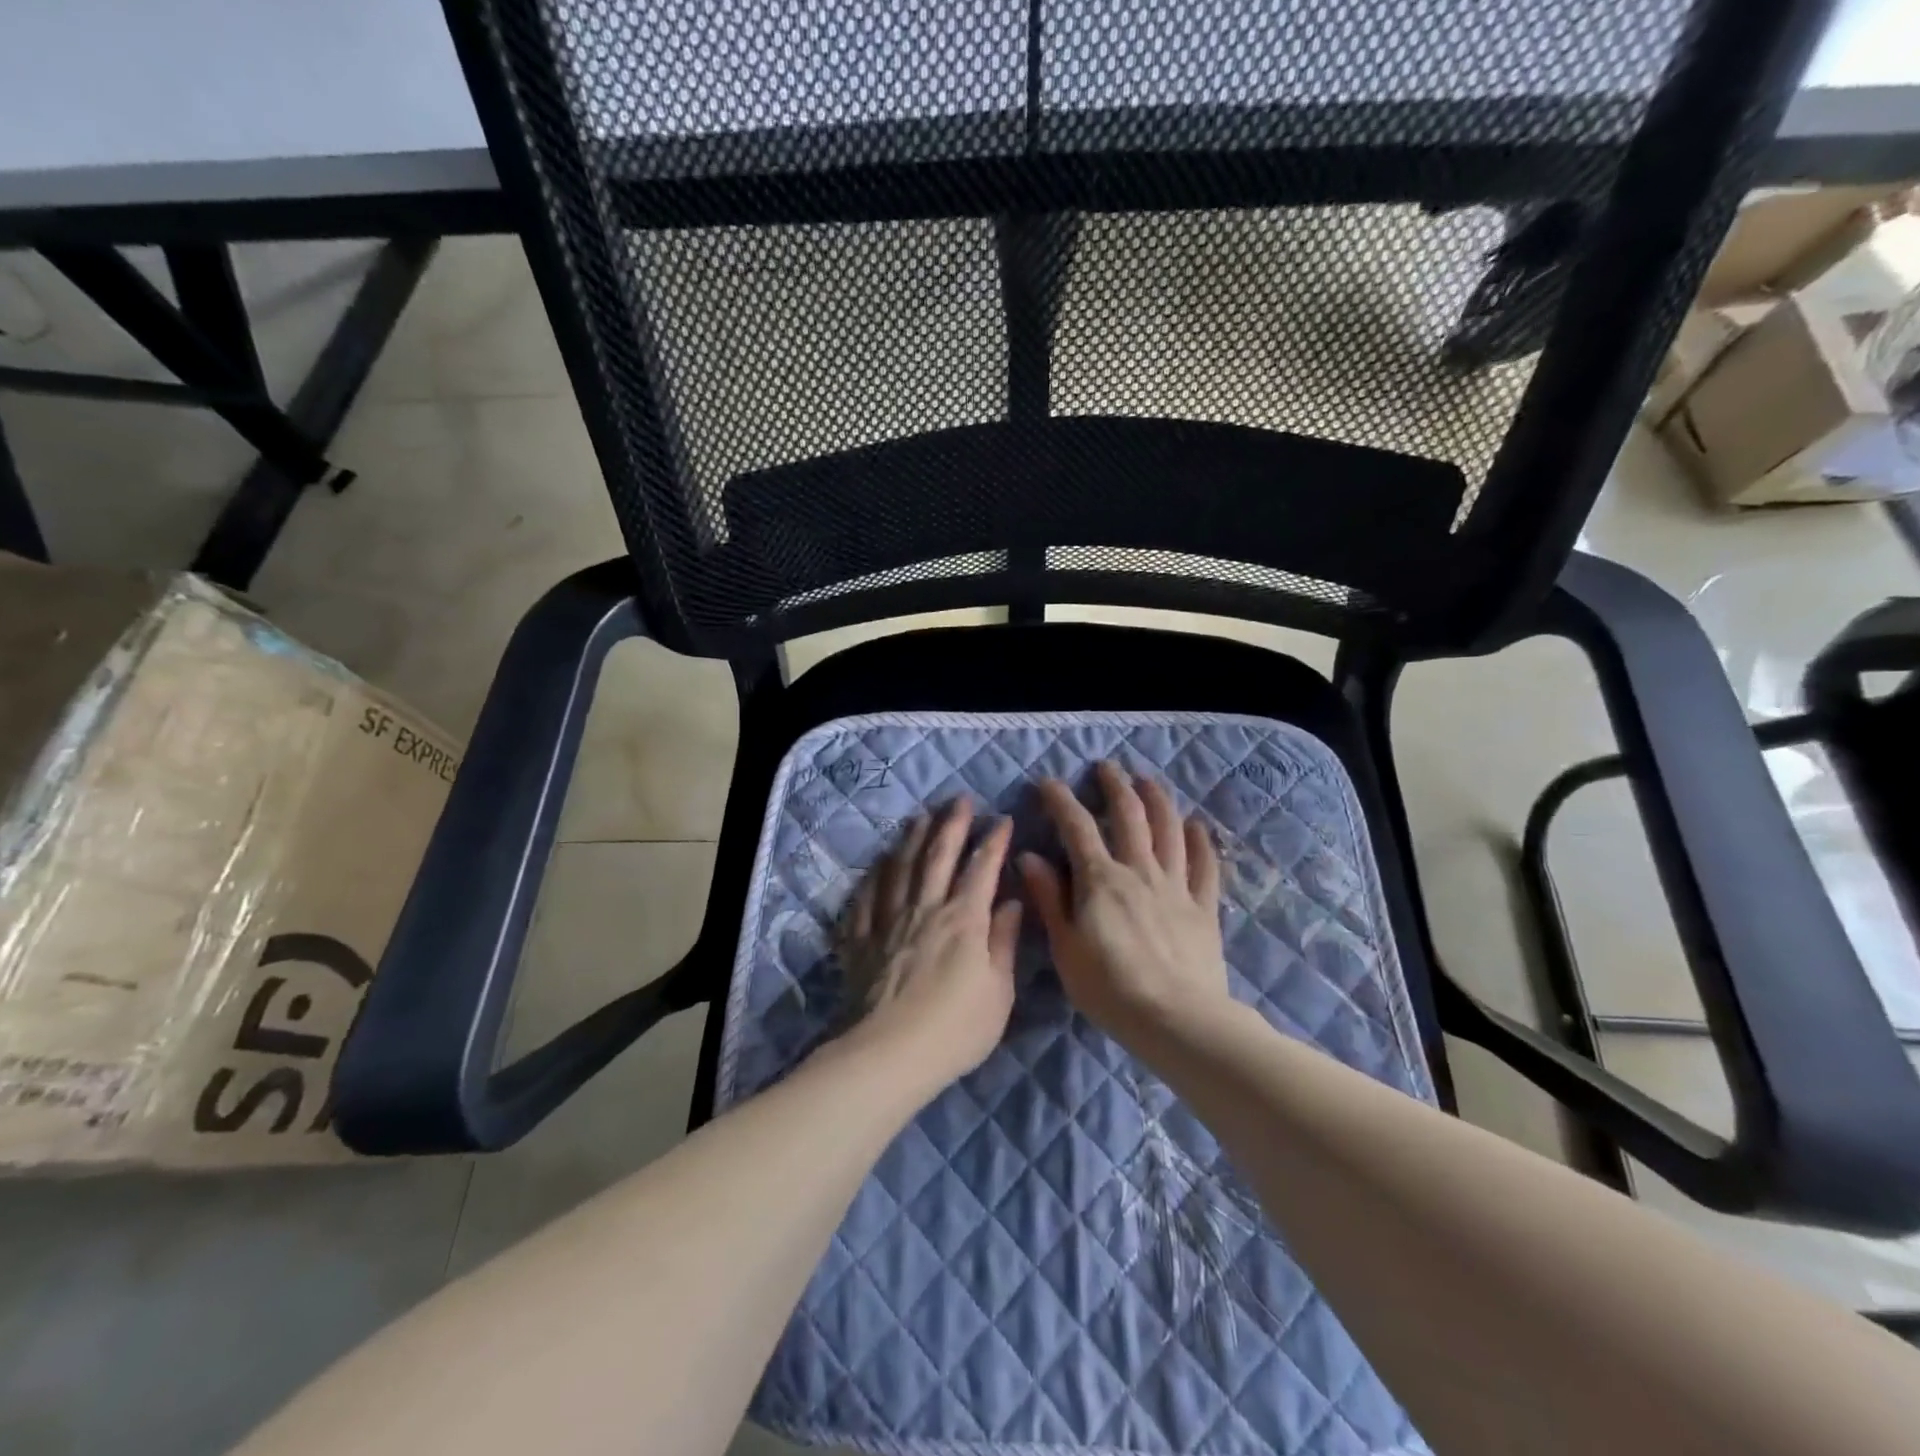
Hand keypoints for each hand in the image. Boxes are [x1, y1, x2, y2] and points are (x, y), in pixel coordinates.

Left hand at [837, 799, 1022, 1092]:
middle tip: (959, 799)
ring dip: (912, 839)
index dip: (994, 842)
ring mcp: (888, 921)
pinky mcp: (861, 940)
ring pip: (900, 868)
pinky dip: (874, 876)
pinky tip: (878, 864)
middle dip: (952, 825)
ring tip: (919, 817)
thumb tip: (1011, 903)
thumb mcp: (998, 992)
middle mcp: (925, 909)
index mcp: (963, 920)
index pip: (982, 869)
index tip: (1003, 819)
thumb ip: (1003, 942)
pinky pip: (866, 898)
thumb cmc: (955, 1029)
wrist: (887, 1055)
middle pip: (938, 857)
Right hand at [1020, 761, 1228, 1045]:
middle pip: (1129, 816)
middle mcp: (1140, 871)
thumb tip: (1029, 856)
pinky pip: (1205, 866)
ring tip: (1148, 781)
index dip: (1061, 801)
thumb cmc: (1109, 989)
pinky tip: (1195, 826)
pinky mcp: (1204, 907)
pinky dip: (1200, 841)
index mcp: (1101, 880)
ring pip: (1169, 830)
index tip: (1049, 782)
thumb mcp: (1065, 947)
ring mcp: (1176, 886)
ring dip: (1158, 800)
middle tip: (1107, 767)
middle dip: (1116, 786)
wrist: (1176, 1020)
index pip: (1077, 827)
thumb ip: (1049, 899)